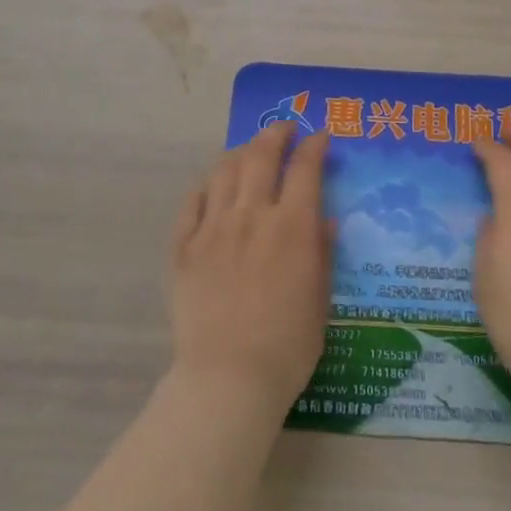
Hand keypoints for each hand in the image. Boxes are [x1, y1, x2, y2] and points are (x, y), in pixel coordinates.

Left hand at [168, 123, 332, 414]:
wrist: (228, 380)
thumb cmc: (288, 346)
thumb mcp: (320, 300)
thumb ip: (322, 253)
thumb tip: (326, 219)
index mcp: (292, 226)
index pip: (304, 168)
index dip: (313, 146)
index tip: (320, 137)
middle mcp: (252, 215)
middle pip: (261, 156)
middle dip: (275, 134)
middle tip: (284, 130)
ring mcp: (213, 228)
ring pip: (224, 170)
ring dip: (241, 153)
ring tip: (249, 152)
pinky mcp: (184, 248)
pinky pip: (192, 202)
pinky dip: (206, 185)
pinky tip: (213, 186)